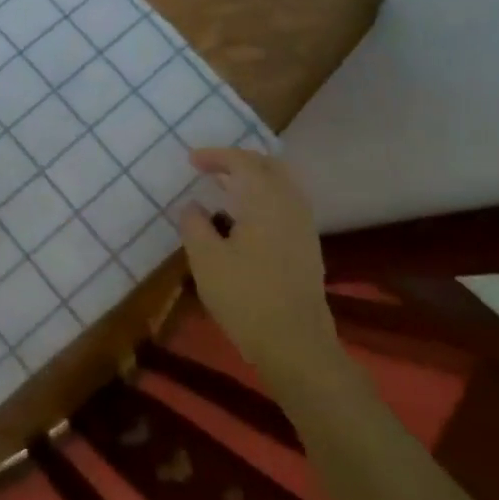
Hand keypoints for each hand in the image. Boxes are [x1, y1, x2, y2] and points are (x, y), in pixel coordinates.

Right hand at [177, 148, 340, 388]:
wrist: (296, 344)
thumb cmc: (245, 296)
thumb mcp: (205, 259)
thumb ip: (194, 224)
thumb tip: (194, 206)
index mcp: (265, 200)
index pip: (242, 162)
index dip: (216, 155)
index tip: (191, 161)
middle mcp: (290, 205)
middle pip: (269, 166)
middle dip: (239, 161)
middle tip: (211, 167)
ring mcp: (304, 227)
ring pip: (281, 185)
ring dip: (253, 179)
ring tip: (224, 189)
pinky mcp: (307, 247)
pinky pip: (286, 204)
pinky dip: (264, 197)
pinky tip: (245, 218)